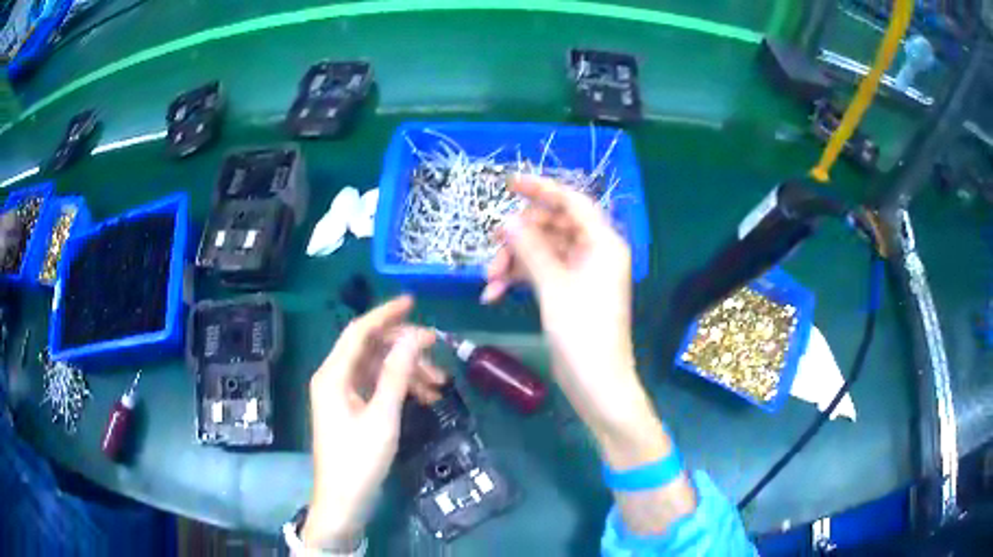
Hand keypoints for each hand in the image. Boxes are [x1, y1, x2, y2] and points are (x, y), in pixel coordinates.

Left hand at [304, 297, 443, 549]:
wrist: (343, 501)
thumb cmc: (359, 460)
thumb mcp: (383, 416)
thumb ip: (397, 374)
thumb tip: (416, 336)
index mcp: (333, 375)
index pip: (359, 331)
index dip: (385, 314)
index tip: (414, 302)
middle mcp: (334, 378)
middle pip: (370, 349)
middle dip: (404, 349)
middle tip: (437, 352)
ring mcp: (342, 394)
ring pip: (377, 368)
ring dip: (407, 371)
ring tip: (439, 384)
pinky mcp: (351, 409)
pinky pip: (377, 387)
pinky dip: (400, 388)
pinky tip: (425, 398)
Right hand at [482, 176, 665, 467]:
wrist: (597, 385)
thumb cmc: (583, 334)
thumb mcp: (553, 287)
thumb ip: (530, 249)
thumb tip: (507, 221)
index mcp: (603, 243)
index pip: (571, 201)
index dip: (541, 189)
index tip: (508, 183)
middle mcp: (595, 252)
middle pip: (552, 226)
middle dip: (519, 238)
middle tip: (492, 253)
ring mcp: (582, 273)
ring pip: (542, 251)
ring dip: (513, 262)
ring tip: (489, 283)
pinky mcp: (570, 292)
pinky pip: (542, 273)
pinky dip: (519, 280)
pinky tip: (494, 295)